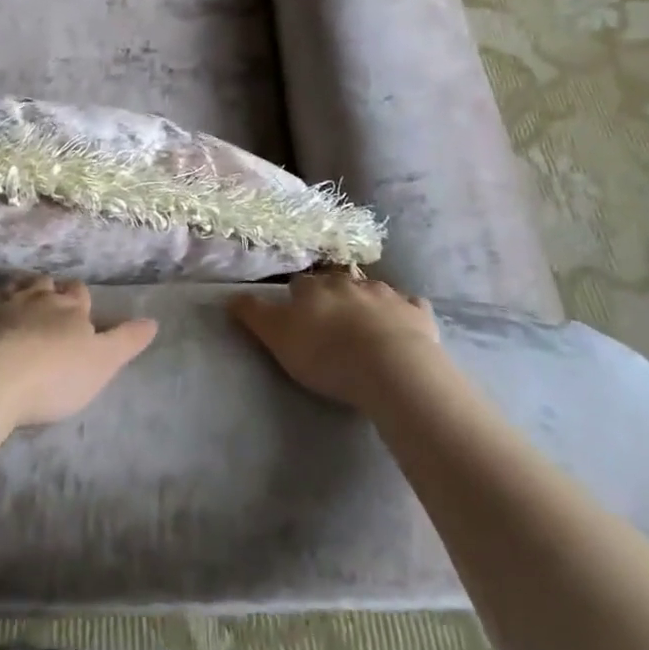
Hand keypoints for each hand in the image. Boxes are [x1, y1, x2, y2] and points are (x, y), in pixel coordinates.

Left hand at [0, 277, 157, 427]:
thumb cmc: (52, 376)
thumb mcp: (101, 364)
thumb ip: (126, 341)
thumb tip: (154, 321)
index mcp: (70, 308)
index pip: (80, 294)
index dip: (80, 300)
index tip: (79, 309)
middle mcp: (37, 296)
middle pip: (46, 285)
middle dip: (48, 291)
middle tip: (47, 303)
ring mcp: (0, 301)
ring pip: (13, 286)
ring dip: (17, 291)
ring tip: (17, 300)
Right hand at [231, 271, 441, 409]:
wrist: (390, 367)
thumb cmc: (327, 355)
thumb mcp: (278, 338)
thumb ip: (254, 315)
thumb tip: (231, 295)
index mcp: (315, 287)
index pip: (300, 284)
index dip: (298, 297)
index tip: (297, 312)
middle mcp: (349, 282)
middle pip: (336, 282)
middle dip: (333, 295)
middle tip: (331, 319)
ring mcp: (387, 294)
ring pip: (373, 291)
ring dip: (367, 302)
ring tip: (365, 324)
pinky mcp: (417, 313)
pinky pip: (410, 306)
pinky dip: (406, 312)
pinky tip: (404, 324)